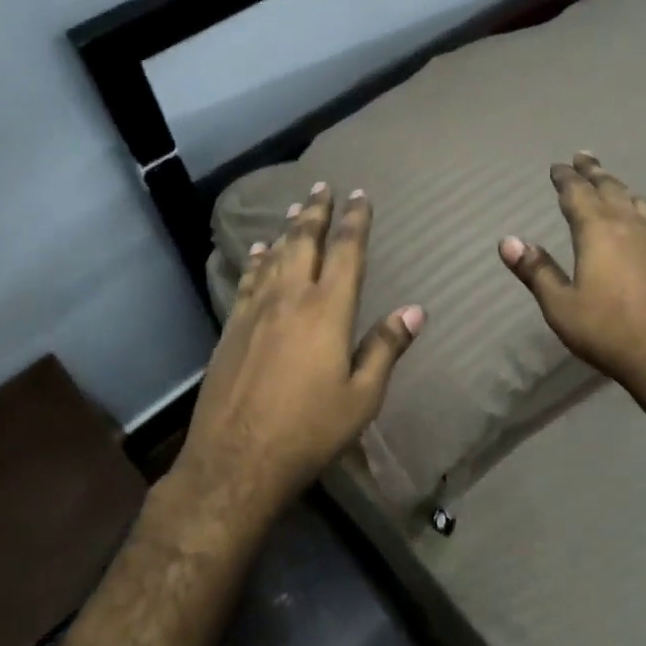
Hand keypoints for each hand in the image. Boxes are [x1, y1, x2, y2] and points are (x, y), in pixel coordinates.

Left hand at [178, 183, 423, 515]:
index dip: (354, 220)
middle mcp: (289, 298)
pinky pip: (247, 280)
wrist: (236, 459)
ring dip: (287, 230)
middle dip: (316, 211)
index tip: (359, 195)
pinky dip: (256, 261)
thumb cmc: (309, 431)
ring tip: (295, 209)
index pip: (345, 252)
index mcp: (327, 311)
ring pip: (273, 256)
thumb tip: (414, 310)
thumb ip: (385, 348)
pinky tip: (257, 252)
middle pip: (303, 242)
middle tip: (322, 186)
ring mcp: (254, 311)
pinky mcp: (231, 328)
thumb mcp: (361, 397)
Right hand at [500, 152, 645, 401]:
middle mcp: (630, 226)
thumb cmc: (608, 330)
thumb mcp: (560, 305)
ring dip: (623, 190)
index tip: (558, 165)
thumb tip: (508, 241)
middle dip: (595, 172)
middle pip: (611, 189)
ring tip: (615, 185)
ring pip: (639, 204)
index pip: (577, 194)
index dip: (566, 178)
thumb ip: (536, 271)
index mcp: (597, 231)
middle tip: (584, 157)